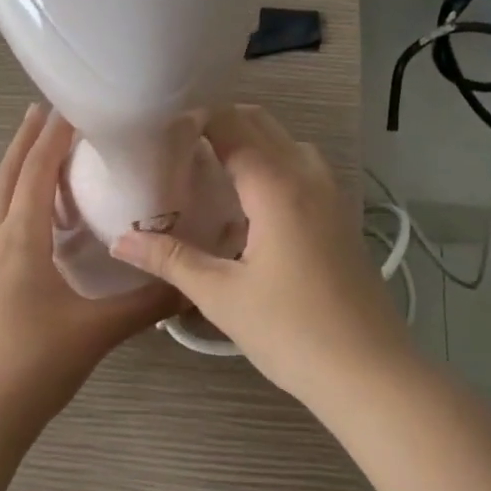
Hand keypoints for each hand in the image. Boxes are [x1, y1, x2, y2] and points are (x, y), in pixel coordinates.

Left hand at [0, 105, 176, 437]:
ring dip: (16, 174)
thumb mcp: (97, 331)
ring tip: (39, 157)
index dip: (53, 136)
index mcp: (18, 242)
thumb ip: (147, 304)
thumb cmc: (34, 366)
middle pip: (6, 178)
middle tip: (44, 111)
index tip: (70, 104)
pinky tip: (31, 224)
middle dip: (25, 142)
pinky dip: (13, 207)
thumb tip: (191, 283)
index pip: (35, 173)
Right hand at [109, 105, 414, 408]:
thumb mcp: (222, 296)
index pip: (231, 125)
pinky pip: (302, 170)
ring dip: (249, 143)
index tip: (155, 129)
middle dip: (218, 123)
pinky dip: (272, 166)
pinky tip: (248, 205)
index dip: (193, 117)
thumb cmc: (292, 332)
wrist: (370, 372)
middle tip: (173, 146)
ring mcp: (332, 196)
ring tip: (207, 168)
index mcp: (277, 185)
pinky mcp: (341, 218)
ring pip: (286, 145)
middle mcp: (308, 177)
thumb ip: (171, 260)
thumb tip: (120, 240)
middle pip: (261, 124)